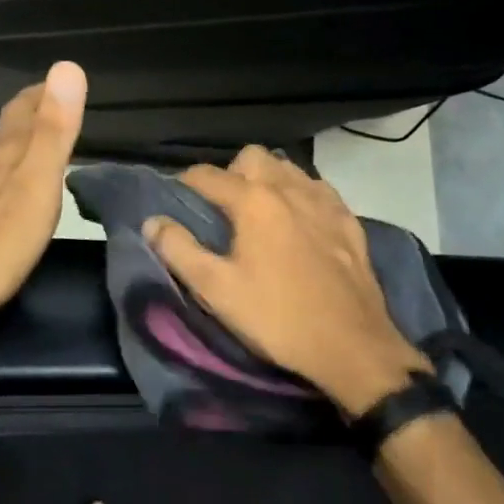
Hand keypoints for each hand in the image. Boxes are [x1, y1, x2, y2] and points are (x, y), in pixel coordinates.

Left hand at [0, 62, 87, 335]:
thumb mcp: (36, 186)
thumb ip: (53, 131)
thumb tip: (67, 66)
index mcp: (5, 156)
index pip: (25, 110)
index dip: (42, 94)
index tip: (56, 82)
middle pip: (4, 135)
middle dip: (27, 121)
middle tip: (47, 115)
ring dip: (6, 156)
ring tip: (23, 160)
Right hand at [141, 146, 431, 416]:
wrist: (351, 346)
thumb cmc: (277, 318)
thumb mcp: (217, 290)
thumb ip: (179, 250)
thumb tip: (152, 221)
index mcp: (254, 201)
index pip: (208, 175)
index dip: (186, 183)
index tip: (177, 201)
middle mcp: (289, 188)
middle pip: (252, 157)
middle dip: (232, 173)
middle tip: (224, 209)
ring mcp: (324, 200)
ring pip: (289, 167)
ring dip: (268, 179)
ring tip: (260, 213)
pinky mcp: (349, 219)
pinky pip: (318, 188)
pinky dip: (301, 194)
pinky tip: (300, 221)